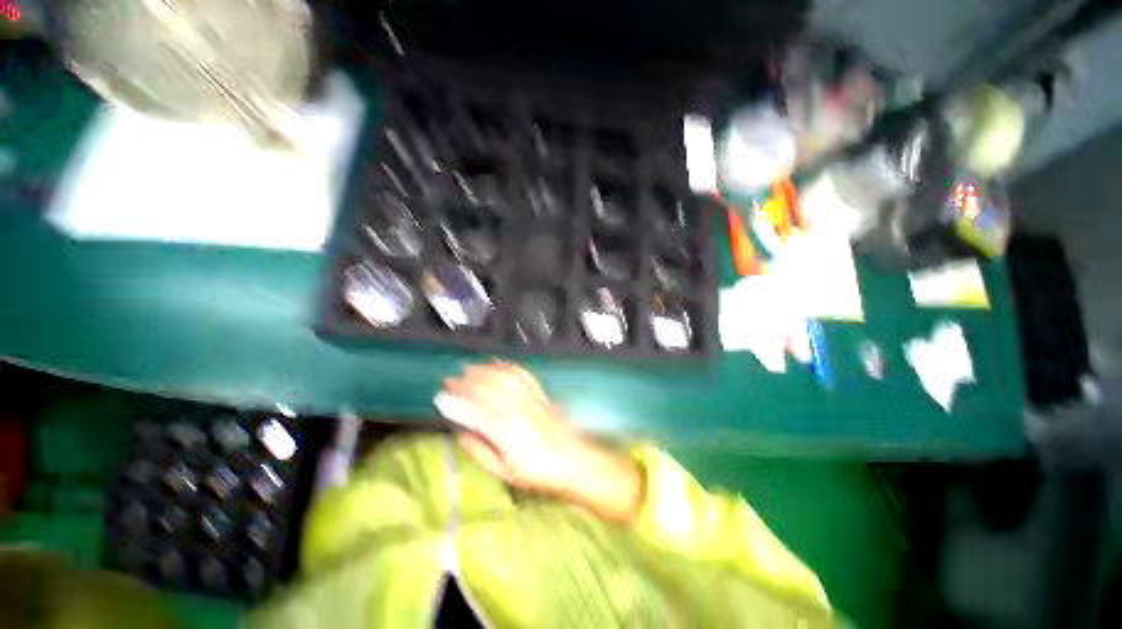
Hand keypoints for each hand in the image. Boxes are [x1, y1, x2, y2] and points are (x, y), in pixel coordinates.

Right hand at [436, 362, 642, 522]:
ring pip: (504, 377)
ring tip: (470, 367)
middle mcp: (516, 408)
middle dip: (467, 380)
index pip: (474, 407)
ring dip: (485, 370)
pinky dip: (509, 367)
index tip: (442, 394)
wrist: (572, 460)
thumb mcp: (503, 471)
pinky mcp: (541, 394)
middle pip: (487, 387)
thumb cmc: (536, 471)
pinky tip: (500, 364)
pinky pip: (523, 375)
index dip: (457, 399)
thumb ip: (479, 451)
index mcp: (504, 429)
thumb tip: (460, 434)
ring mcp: (530, 398)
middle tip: (451, 378)